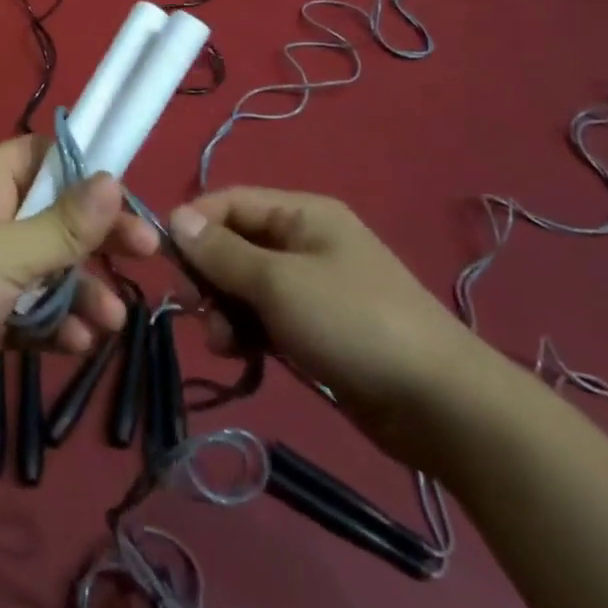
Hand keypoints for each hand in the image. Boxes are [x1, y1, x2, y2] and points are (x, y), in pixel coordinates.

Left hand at [0, 136, 159, 431]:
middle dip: (99, 239)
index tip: (130, 196)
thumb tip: (115, 179)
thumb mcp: (4, 250)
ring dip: (84, 292)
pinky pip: (35, 313)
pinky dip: (57, 326)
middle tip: (145, 254)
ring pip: (52, 271)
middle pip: (60, 218)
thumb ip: (64, 224)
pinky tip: (76, 345)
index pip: (48, 158)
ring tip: (110, 321)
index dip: (90, 171)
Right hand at [169, 187, 497, 465]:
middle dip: (209, 276)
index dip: (195, 224)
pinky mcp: (316, 329)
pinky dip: (247, 331)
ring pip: (245, 286)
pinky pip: (265, 318)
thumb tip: (176, 218)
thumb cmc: (353, 324)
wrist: (440, 405)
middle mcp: (304, 242)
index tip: (166, 261)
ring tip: (225, 342)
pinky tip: (242, 355)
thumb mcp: (279, 283)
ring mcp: (311, 287)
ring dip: (225, 310)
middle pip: (234, 244)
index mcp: (302, 214)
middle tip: (198, 310)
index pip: (231, 202)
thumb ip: (222, 253)